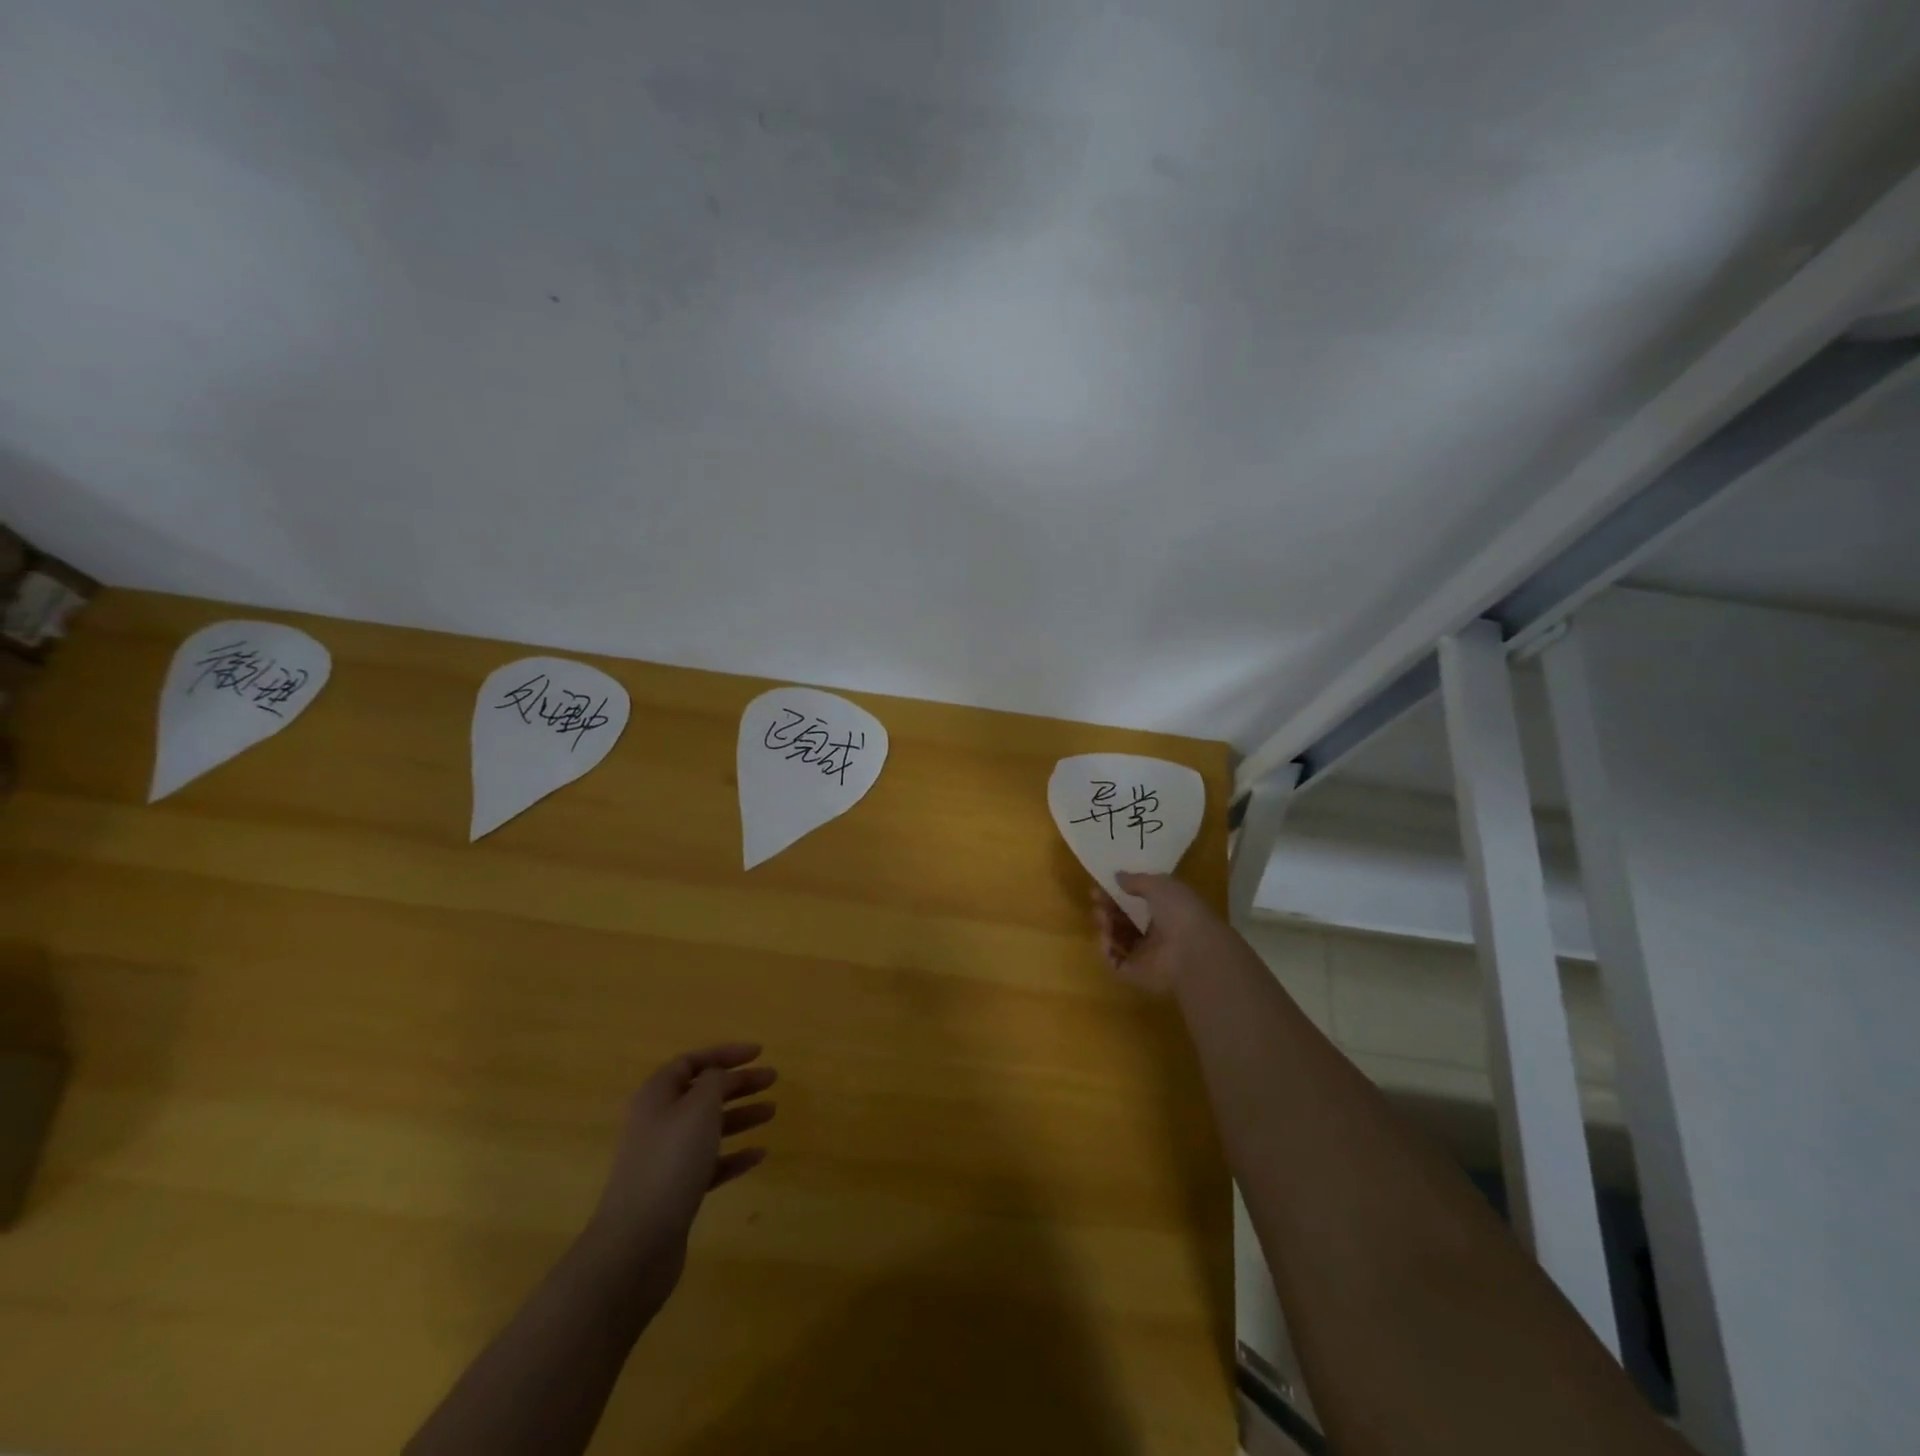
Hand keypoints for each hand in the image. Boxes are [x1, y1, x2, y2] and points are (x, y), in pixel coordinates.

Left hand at [581, 1043, 775, 1294]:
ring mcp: (665, 1159)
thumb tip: (718, 1075)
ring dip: (740, 1116)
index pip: (692, 1062)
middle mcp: (659, 1122)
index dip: (725, 1054)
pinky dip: (734, 1156)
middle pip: (703, 1093)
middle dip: (738, 1083)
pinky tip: (758, 1155)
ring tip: (772, 1112)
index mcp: (658, 1095)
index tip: (759, 1053)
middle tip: (773, 1079)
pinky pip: (710, 1163)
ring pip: (708, 1127)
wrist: (636, 1243)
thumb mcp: (699, 1108)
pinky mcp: (675, 1191)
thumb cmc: (670, 1162)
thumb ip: (714, 1081)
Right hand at [1091, 872, 1235, 994]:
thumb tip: (1117, 876)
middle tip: (1096, 901)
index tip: (1100, 886)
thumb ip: (1136, 880)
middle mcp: (1156, 934)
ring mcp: (1146, 955)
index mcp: (1166, 912)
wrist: (1193, 950)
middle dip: (1108, 909)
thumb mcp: (1159, 884)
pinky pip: (1115, 962)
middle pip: (1124, 921)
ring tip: (1101, 917)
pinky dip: (1106, 950)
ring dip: (1105, 926)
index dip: (1118, 894)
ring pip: (1118, 940)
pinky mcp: (1137, 974)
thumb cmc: (1180, 911)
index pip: (1136, 903)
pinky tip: (1105, 937)